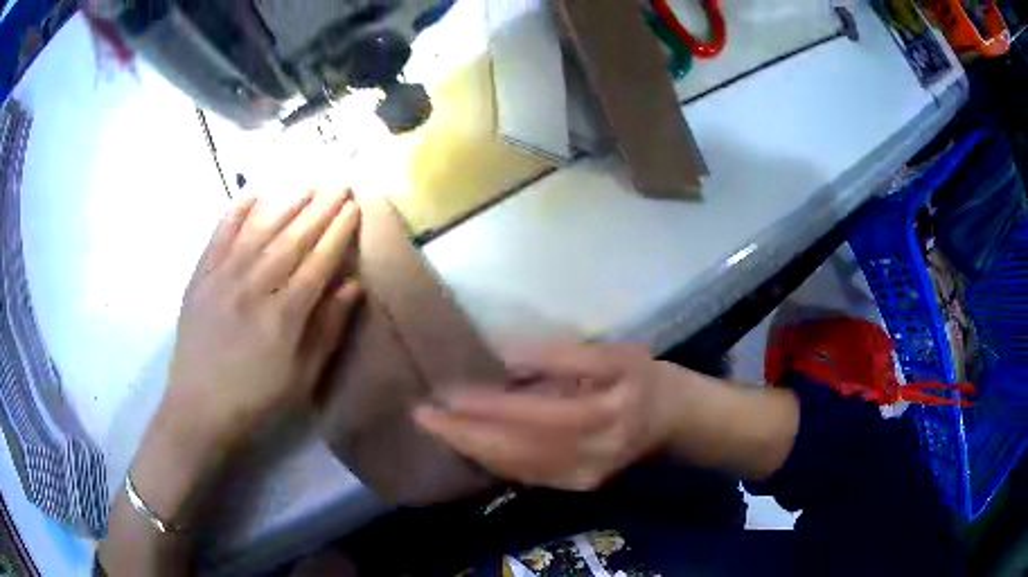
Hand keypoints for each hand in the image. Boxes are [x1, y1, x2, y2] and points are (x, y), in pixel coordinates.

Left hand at [162, 188, 361, 450]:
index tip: (354, 208)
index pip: (318, 261)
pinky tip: (251, 194)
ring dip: (286, 202)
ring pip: (260, 229)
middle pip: (293, 238)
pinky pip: (220, 235)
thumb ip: (327, 330)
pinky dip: (236, 212)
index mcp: (283, 315)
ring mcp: (223, 277)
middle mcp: (254, 286)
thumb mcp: (302, 380)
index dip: (338, 232)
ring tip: (307, 182)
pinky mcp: (200, 277)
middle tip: (339, 183)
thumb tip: (352, 286)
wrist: (198, 409)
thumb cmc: (256, 401)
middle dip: (320, 208)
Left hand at [413, 344, 684, 490]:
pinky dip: (491, 460)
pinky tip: (468, 445)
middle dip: (464, 435)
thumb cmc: (646, 380)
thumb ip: (565, 358)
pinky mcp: (574, 486)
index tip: (446, 396)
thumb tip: (508, 360)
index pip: (536, 416)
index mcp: (606, 416)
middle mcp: (590, 457)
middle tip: (422, 415)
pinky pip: (524, 476)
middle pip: (516, 450)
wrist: (672, 423)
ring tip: (435, 428)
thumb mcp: (616, 355)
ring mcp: (580, 479)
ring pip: (515, 468)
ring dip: (471, 449)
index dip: (489, 408)